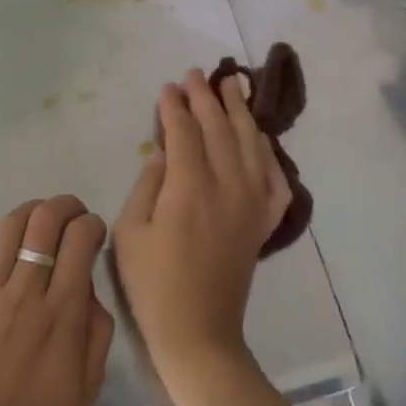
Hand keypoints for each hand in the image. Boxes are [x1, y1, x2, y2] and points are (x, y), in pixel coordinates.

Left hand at [0, 196, 113, 405]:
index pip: (79, 240)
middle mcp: (25, 293)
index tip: (95, 233)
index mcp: (61, 313)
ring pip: (6, 228)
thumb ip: (97, 333)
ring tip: (40, 219)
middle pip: (43, 221)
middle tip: (73, 214)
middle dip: (63, 205)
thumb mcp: (87, 388)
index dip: (92, 224)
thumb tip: (90, 290)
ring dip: (28, 212)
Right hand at [113, 70, 290, 379]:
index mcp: (190, 188)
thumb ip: (148, 184)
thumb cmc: (154, 284)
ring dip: (240, 111)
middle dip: (206, 98)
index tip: (168, 87)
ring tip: (233, 84)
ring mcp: (252, 203)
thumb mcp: (130, 231)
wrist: (198, 330)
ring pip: (250, 144)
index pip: (185, 133)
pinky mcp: (264, 221)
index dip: (175, 107)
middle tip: (196, 74)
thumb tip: (165, 152)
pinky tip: (259, 137)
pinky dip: (267, 151)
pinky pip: (274, 176)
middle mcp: (228, 186)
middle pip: (219, 129)